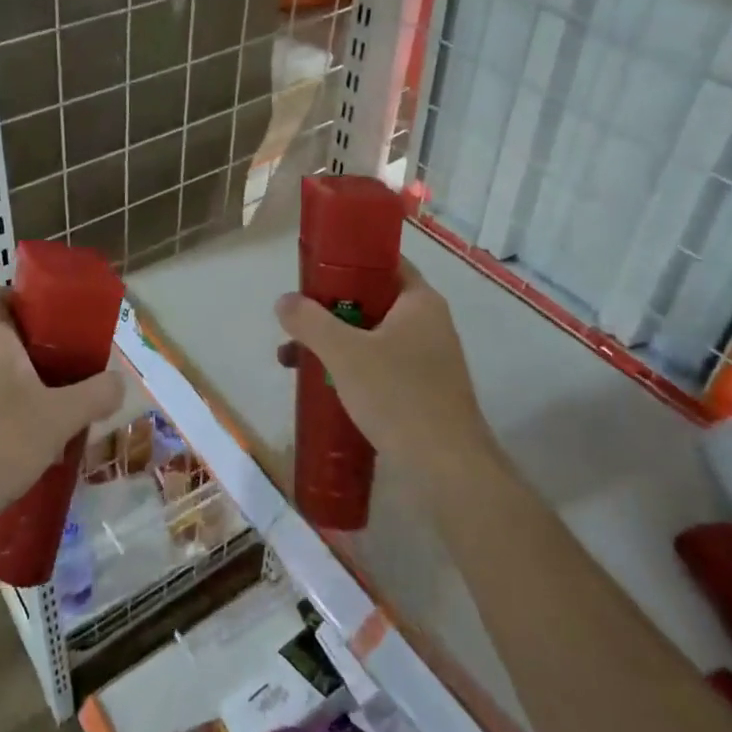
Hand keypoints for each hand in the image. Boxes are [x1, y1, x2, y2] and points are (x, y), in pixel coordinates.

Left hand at [0, 289, 124, 513]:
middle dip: (45, 348)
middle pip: (10, 334)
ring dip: (30, 381)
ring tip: (64, 401)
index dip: (39, 301)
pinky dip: (11, 404)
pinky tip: (36, 431)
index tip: (69, 321)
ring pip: (0, 368)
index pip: (9, 293)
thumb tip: (120, 382)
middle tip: (78, 364)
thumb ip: (96, 394)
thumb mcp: (60, 416)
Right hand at [275, 259, 491, 469]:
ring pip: (371, 338)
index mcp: (419, 302)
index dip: (345, 263)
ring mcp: (428, 359)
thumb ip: (310, 322)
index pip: (383, 263)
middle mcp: (428, 324)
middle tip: (295, 324)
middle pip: (371, 302)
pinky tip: (322, 387)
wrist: (447, 468)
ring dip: (333, 344)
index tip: (310, 276)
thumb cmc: (397, 396)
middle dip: (328, 313)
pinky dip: (351, 369)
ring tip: (292, 361)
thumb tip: (285, 301)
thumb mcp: (344, 353)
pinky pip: (380, 367)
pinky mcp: (423, 391)